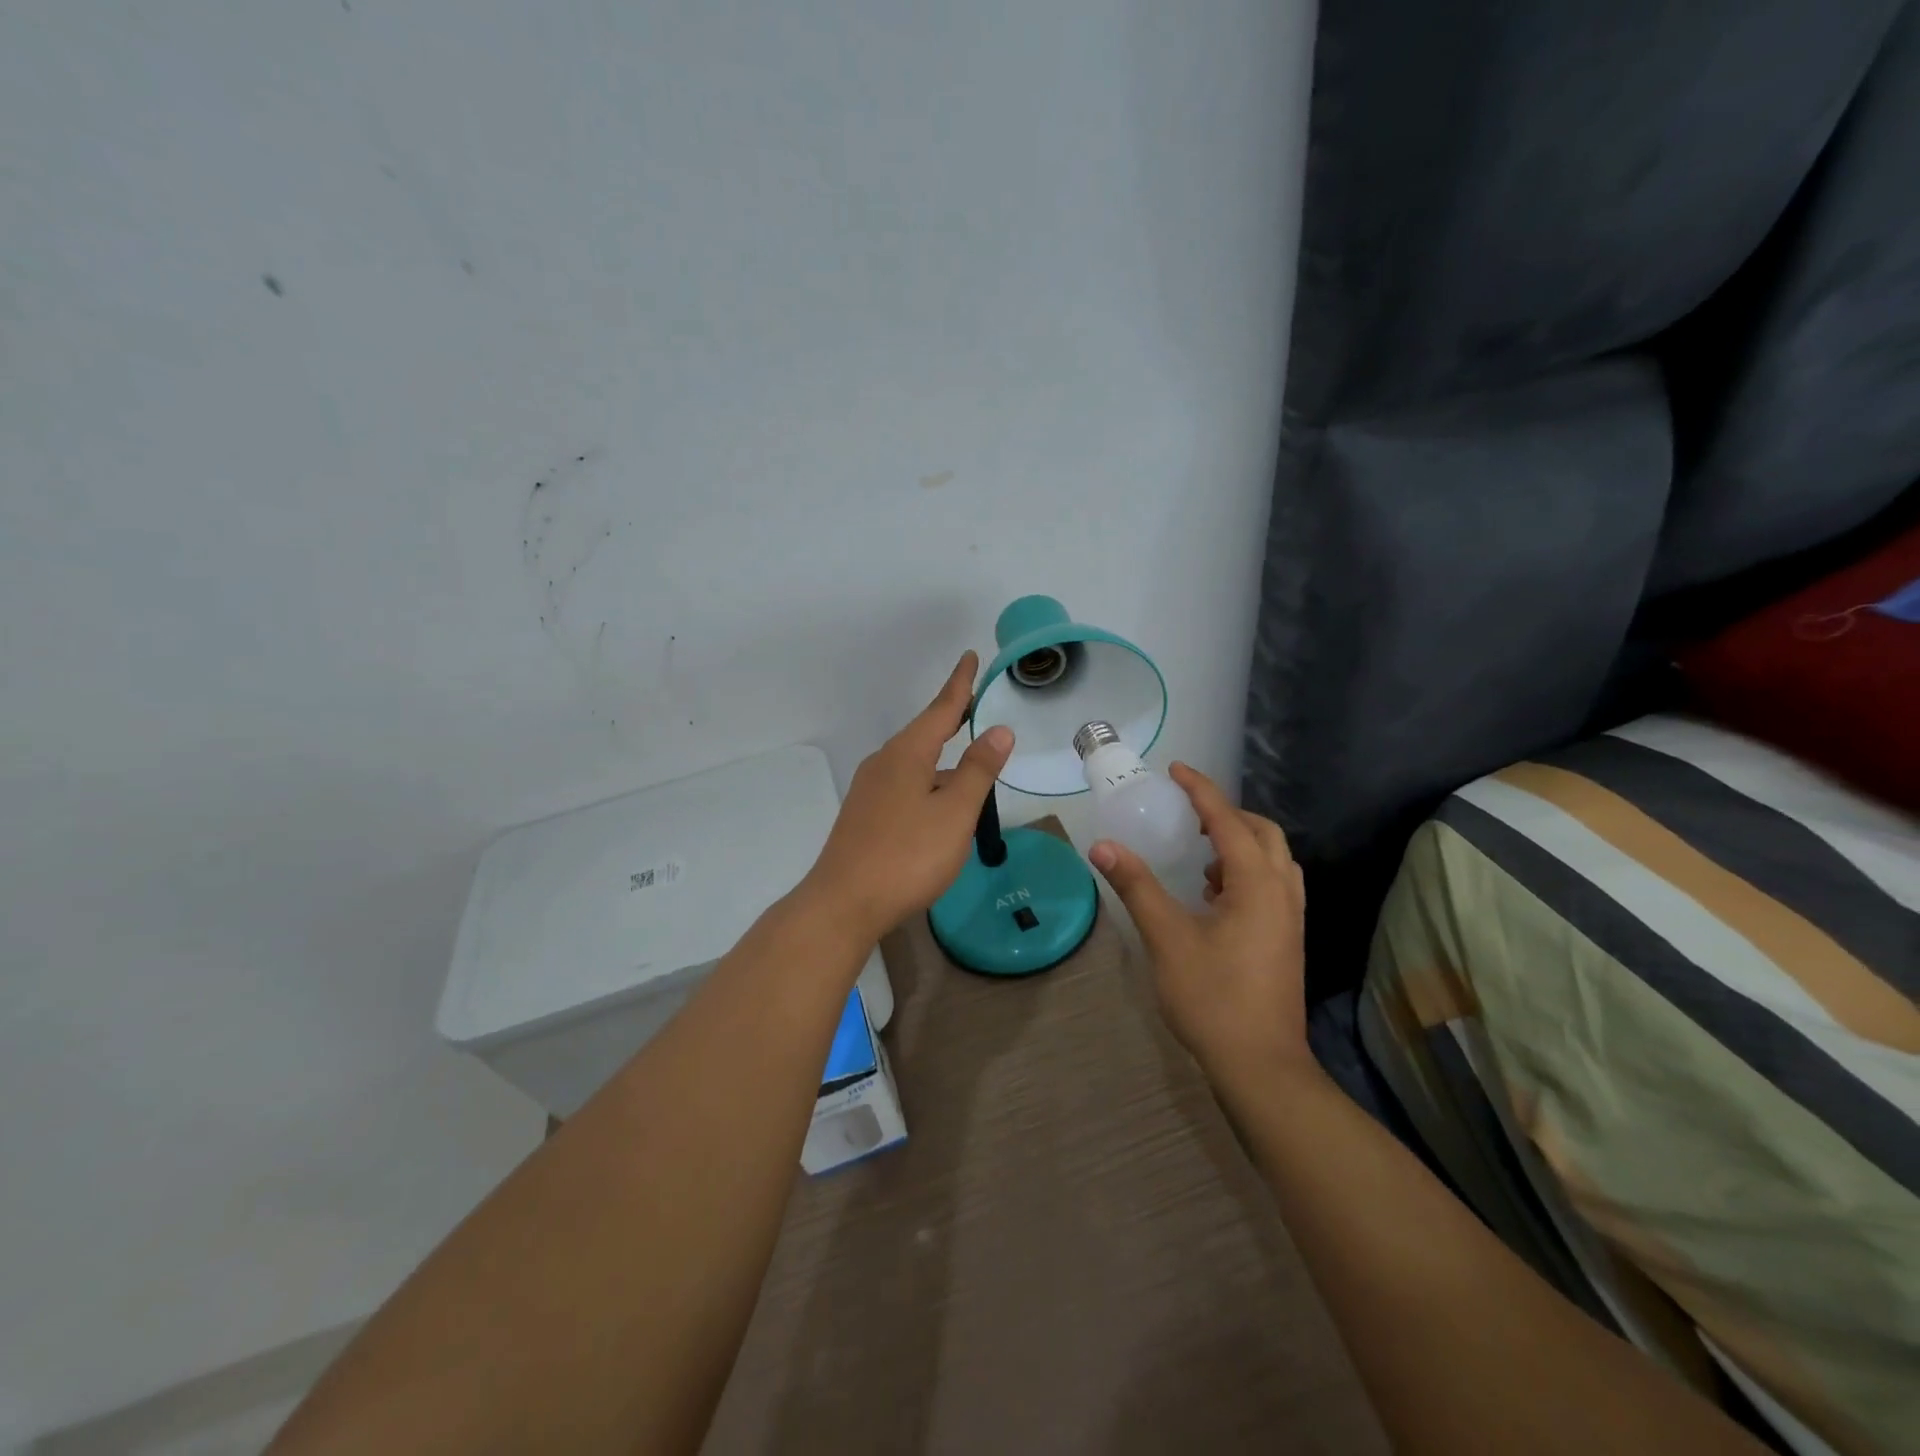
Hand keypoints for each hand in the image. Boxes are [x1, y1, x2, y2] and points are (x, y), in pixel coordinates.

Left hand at [800, 651, 1012, 941]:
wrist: (844, 904)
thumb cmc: (907, 855)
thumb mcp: (954, 813)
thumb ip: (978, 770)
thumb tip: (999, 730)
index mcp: (907, 754)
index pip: (941, 709)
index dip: (960, 684)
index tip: (970, 657)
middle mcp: (884, 764)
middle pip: (925, 733)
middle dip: (951, 718)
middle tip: (974, 701)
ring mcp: (871, 791)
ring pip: (915, 763)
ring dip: (943, 758)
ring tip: (970, 762)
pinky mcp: (866, 816)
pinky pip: (905, 785)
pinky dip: (929, 782)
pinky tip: (940, 805)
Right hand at [1088, 763, 1307, 1091]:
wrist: (1261, 1066)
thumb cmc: (1213, 998)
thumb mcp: (1167, 938)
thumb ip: (1136, 887)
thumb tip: (1103, 846)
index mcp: (1256, 884)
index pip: (1228, 820)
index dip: (1201, 790)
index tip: (1176, 769)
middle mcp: (1282, 892)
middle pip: (1262, 832)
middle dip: (1227, 813)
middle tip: (1189, 811)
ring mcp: (1290, 917)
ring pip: (1273, 859)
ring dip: (1239, 842)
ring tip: (1200, 852)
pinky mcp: (1287, 938)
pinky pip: (1272, 883)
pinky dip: (1245, 870)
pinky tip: (1213, 895)